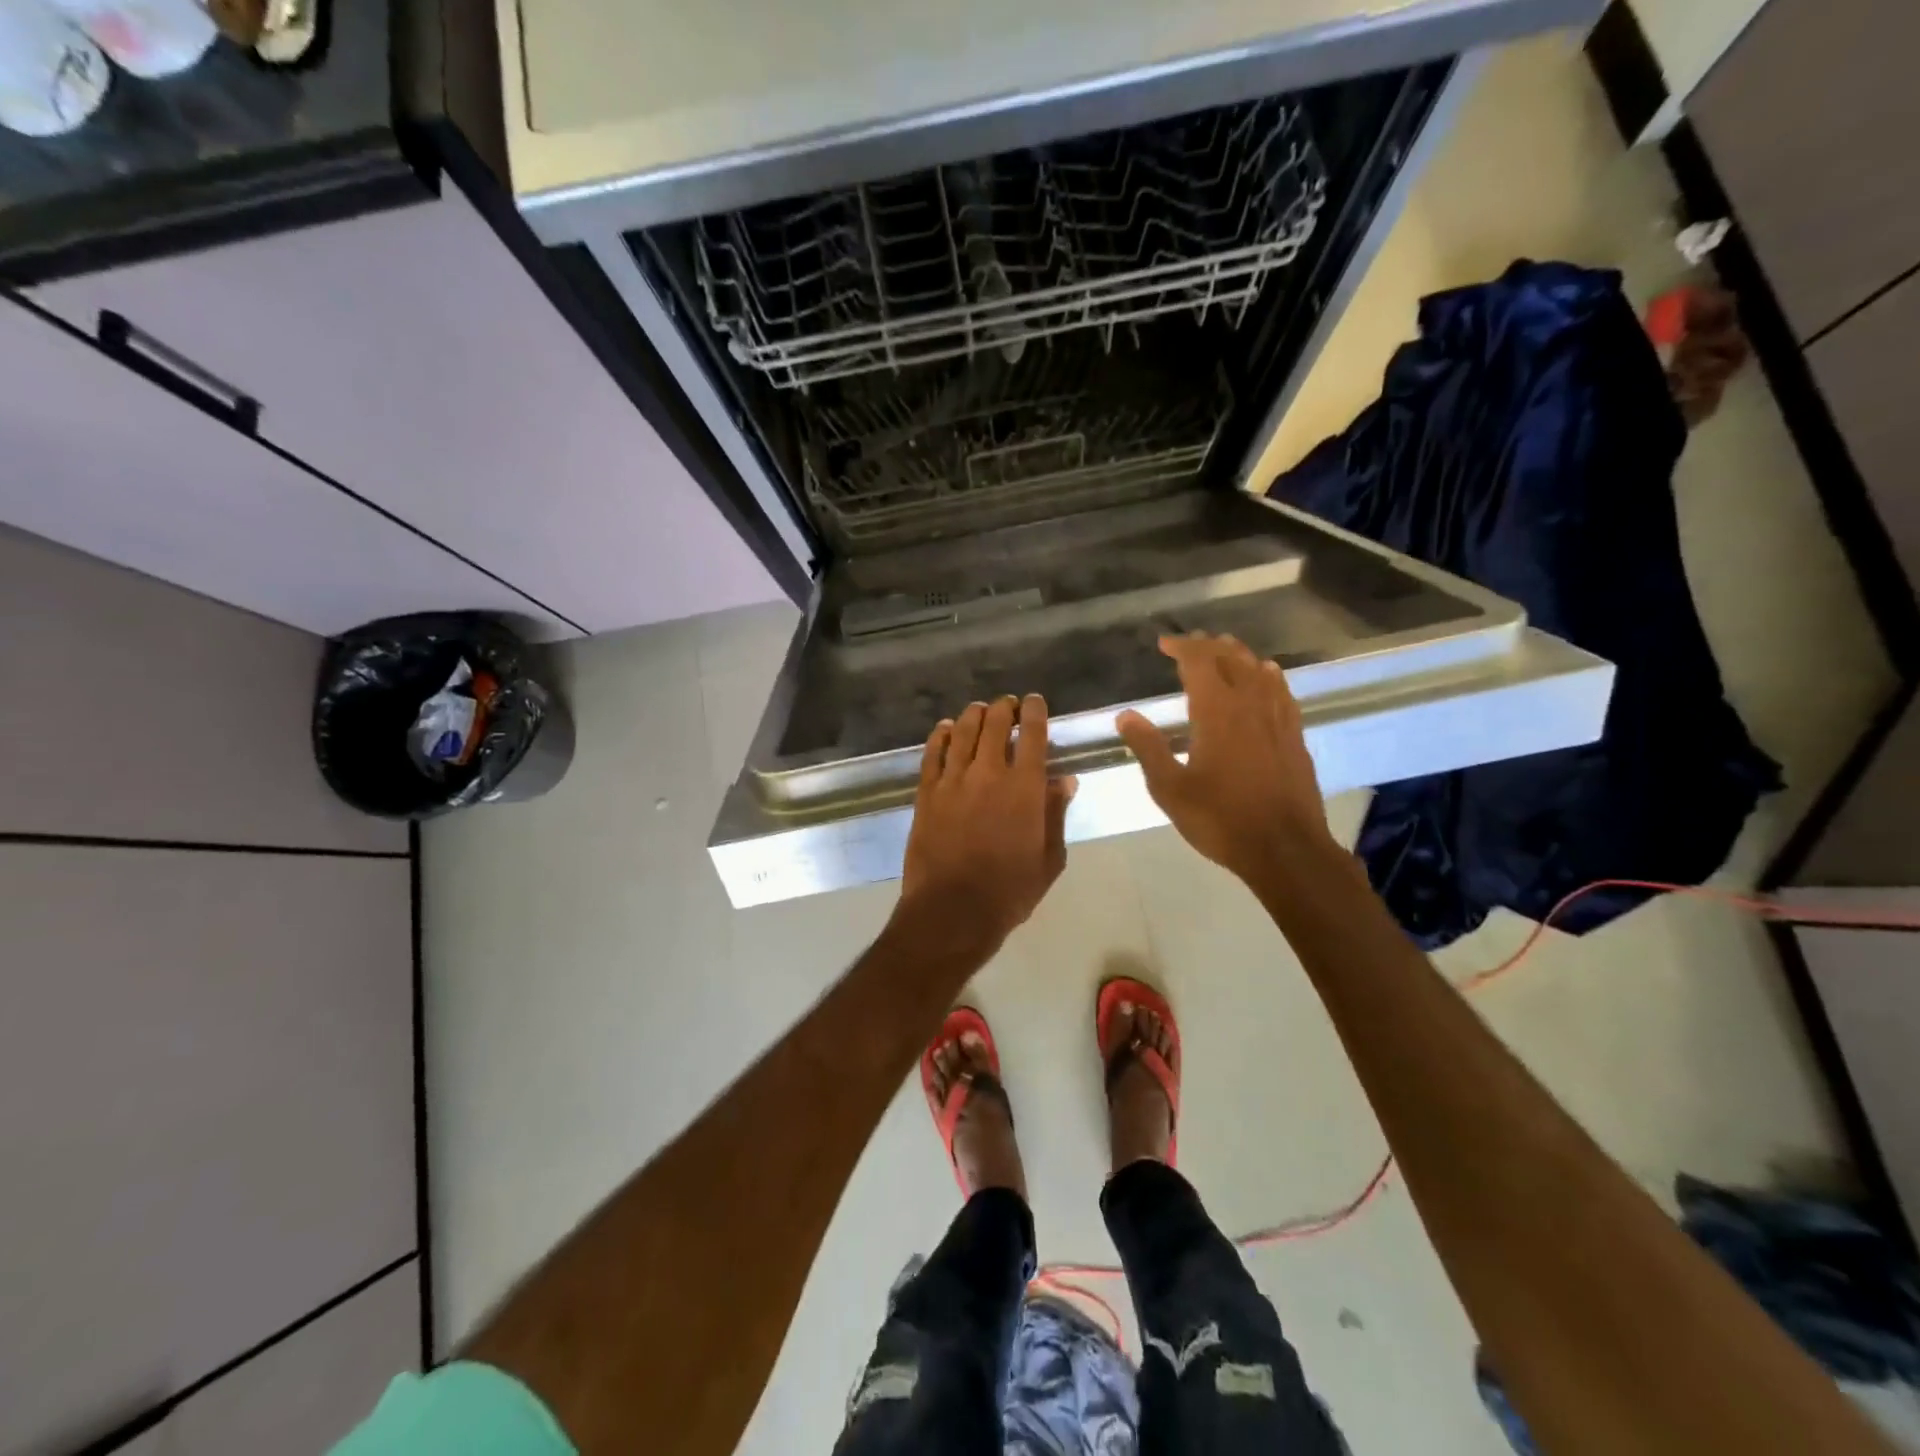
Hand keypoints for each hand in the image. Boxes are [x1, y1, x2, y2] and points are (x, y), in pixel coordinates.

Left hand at [899, 695, 1074, 951]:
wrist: (952, 910)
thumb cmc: (1010, 891)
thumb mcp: (1048, 858)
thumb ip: (1055, 814)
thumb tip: (1064, 780)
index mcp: (1024, 787)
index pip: (1032, 734)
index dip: (1034, 711)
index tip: (1034, 701)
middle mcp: (988, 773)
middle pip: (995, 724)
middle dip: (1004, 708)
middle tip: (1007, 705)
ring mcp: (953, 780)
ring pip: (963, 732)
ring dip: (973, 715)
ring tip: (979, 709)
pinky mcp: (926, 793)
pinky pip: (932, 753)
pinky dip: (940, 736)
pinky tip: (945, 729)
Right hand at [1116, 633, 1335, 882]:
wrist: (1285, 849)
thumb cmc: (1220, 819)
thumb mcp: (1170, 789)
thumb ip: (1148, 748)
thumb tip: (1125, 715)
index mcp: (1217, 712)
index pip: (1199, 663)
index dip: (1181, 647)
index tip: (1163, 643)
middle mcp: (1250, 705)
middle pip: (1232, 659)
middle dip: (1209, 646)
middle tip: (1189, 645)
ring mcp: (1278, 719)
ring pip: (1260, 671)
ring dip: (1239, 656)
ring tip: (1224, 650)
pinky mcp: (1295, 736)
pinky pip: (1282, 692)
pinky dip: (1268, 676)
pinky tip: (1267, 677)